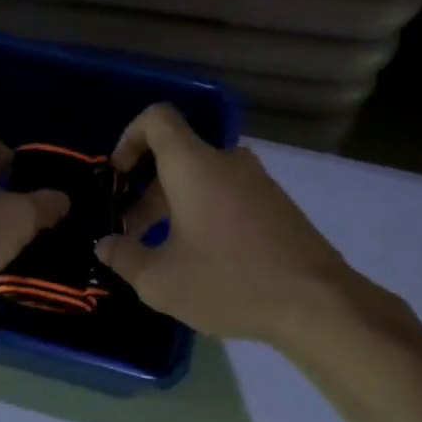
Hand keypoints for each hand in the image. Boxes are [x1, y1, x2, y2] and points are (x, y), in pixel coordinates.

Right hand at [94, 105, 358, 344]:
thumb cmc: (228, 283)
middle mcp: (228, 162)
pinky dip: (203, 214)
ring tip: (161, 253)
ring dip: (173, 206)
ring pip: (202, 180)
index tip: (117, 178)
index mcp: (195, 166)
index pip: (157, 118)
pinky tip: (201, 261)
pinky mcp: (277, 206)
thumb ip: (124, 257)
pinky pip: (228, 197)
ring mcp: (258, 183)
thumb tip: (105, 245)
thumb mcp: (160, 281)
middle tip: (130, 234)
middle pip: (176, 157)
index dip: (129, 138)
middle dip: (145, 191)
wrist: (316, 303)